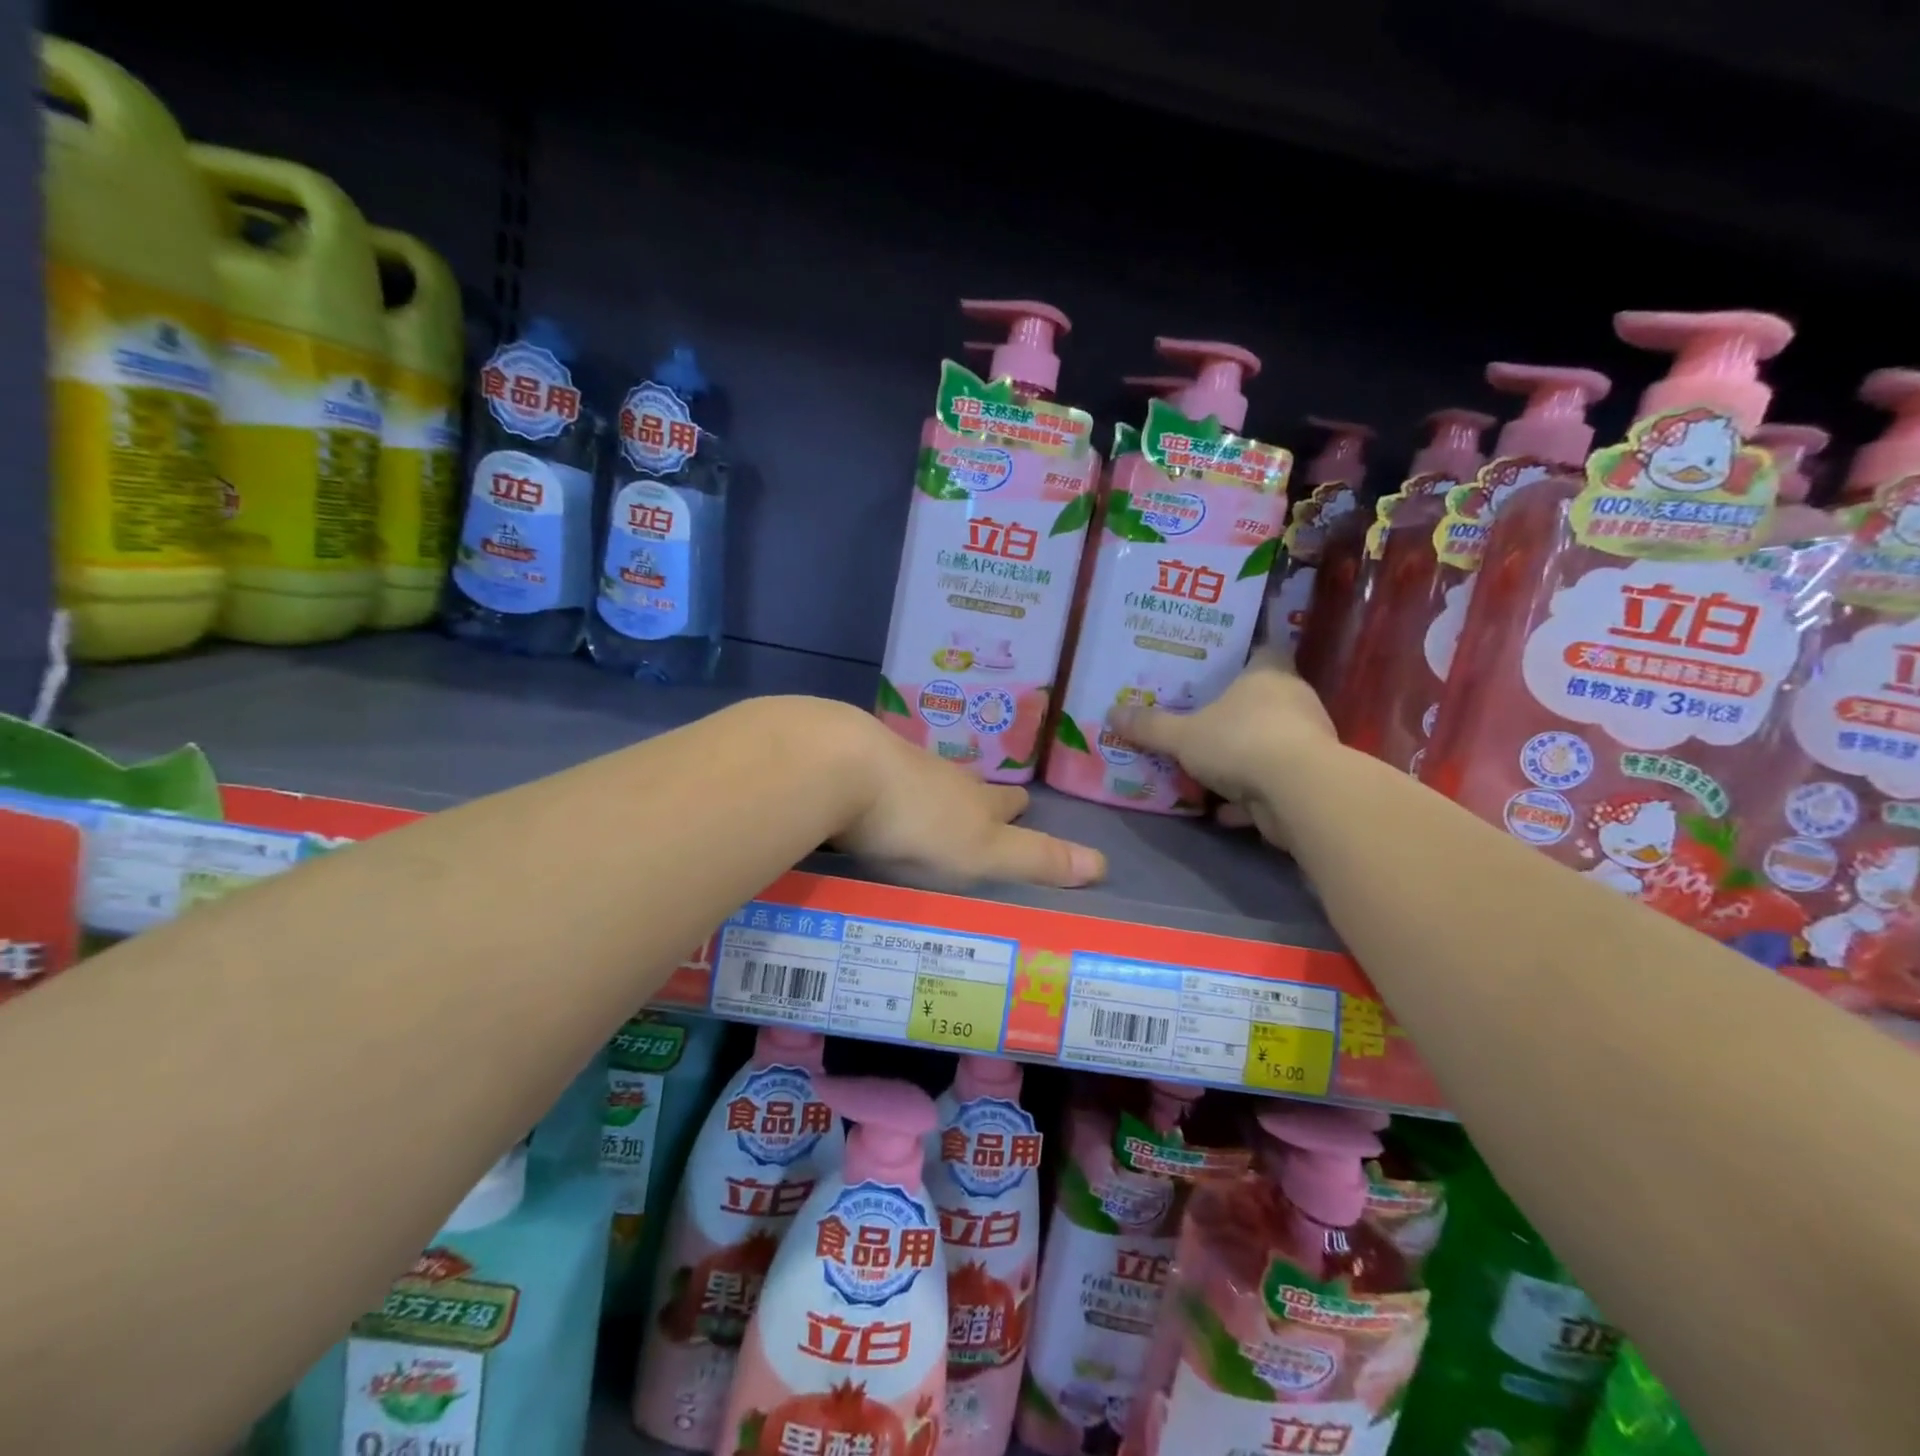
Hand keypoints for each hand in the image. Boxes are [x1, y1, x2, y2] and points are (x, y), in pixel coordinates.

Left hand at [833, 715, 1106, 889]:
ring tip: (925, 811)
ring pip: (923, 779)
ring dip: (929, 795)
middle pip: (967, 787)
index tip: (1024, 809)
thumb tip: (1103, 863)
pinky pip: (876, 777)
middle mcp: (940, 777)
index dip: (1018, 809)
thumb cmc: (918, 821)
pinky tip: (869, 801)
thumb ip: (1036, 858)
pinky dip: (881, 790)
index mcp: (974, 800)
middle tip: (977, 813)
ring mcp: (893, 764)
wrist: (839, 767)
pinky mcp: (850, 761)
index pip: (1008, 802)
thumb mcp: (984, 852)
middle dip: (977, 799)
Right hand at [1109, 650, 1334, 847]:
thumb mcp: (1182, 735)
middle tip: (1199, 718)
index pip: (1262, 652)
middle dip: (1234, 712)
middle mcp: (1293, 701)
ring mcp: (1305, 742)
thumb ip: (1150, 726)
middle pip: (1263, 700)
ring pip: (1268, 743)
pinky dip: (1249, 796)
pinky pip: (1271, 783)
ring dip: (1242, 757)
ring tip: (1206, 767)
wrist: (1298, 793)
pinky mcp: (1307, 780)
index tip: (1217, 668)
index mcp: (1268, 675)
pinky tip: (1222, 809)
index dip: (1242, 658)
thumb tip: (1112, 713)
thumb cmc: (1240, 742)